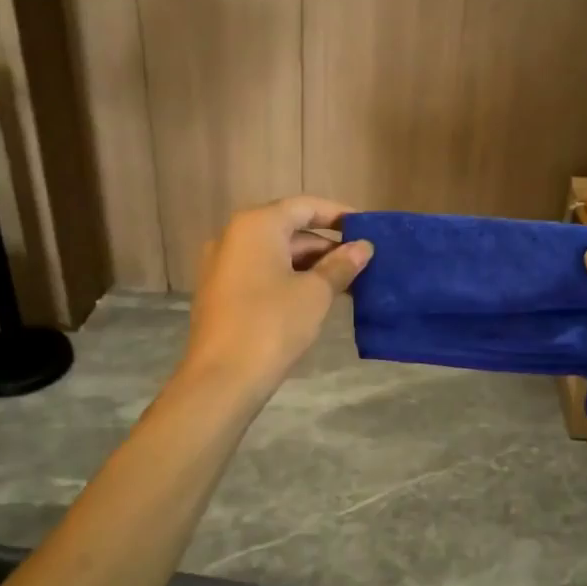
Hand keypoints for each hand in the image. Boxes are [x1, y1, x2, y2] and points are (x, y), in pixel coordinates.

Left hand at [182, 197, 372, 399]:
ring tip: (346, 283)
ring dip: (310, 265)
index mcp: (256, 225)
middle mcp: (233, 237)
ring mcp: (222, 265)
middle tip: (361, 263)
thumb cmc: (273, 324)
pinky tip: (315, 298)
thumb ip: (340, 265)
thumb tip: (363, 247)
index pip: (304, 207)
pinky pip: (261, 273)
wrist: (222, 378)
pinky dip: (289, 279)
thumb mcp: (315, 293)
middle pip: (288, 229)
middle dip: (326, 245)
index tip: (366, 228)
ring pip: (275, 254)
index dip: (338, 214)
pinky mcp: (220, 293)